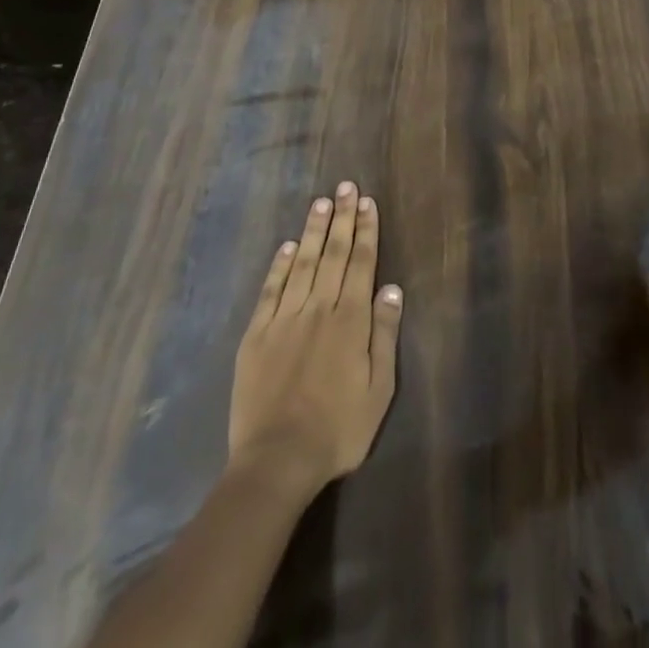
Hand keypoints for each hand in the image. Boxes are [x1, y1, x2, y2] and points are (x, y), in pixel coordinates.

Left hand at [228, 182, 403, 497]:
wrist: (276, 461)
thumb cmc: (338, 429)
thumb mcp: (379, 389)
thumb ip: (384, 334)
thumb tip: (391, 288)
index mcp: (350, 320)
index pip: (361, 263)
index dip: (365, 230)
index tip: (367, 202)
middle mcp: (318, 309)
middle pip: (333, 254)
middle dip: (342, 218)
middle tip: (346, 186)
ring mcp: (284, 319)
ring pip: (303, 263)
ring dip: (314, 231)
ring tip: (321, 202)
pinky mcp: (256, 335)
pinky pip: (271, 290)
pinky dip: (280, 265)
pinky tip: (288, 246)